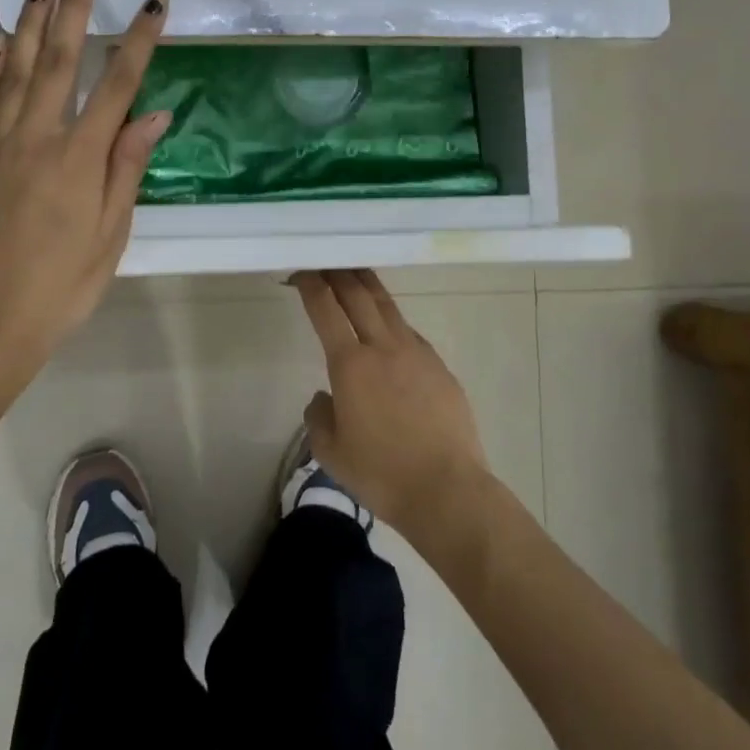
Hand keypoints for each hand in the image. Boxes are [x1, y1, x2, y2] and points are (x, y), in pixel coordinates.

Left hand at [0, 0, 170, 380]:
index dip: (138, 39)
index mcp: (80, 158)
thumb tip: (154, 114)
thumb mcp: (110, 234)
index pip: (117, 84)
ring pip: (14, 71)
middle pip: (58, 61)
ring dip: (30, 23)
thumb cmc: (60, 286)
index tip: (153, 1)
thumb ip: (127, 167)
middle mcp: (37, 138)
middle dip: (73, 8)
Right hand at [293, 269, 491, 541]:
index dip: (311, 286)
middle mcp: (383, 347)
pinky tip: (390, 327)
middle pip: (359, 296)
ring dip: (369, 286)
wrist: (447, 489)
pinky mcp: (440, 367)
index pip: (326, 310)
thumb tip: (324, 398)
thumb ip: (319, 417)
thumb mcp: (331, 452)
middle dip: (340, 274)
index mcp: (351, 364)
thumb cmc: (381, 473)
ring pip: (389, 308)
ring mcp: (417, 353)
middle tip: (328, 260)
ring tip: (358, 273)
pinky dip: (393, 320)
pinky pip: (411, 333)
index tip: (302, 271)